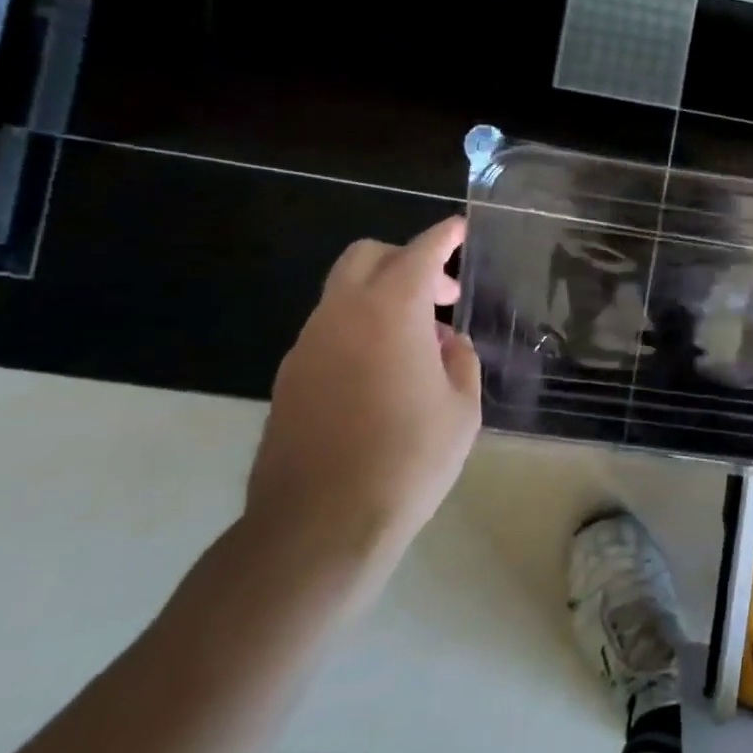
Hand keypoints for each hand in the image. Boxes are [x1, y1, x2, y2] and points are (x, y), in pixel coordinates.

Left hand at [246, 217, 481, 564]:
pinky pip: (330, 332)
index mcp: (390, 313)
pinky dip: (360, 330)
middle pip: (366, 258)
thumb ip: (460, 361)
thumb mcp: (462, 408)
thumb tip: (446, 342)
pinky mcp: (290, 378)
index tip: (459, 228)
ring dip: (382, 299)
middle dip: (406, 261)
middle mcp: (341, 316)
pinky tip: (383, 375)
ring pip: (344, 295)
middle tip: (442, 296)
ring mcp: (307, 346)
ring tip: (418, 346)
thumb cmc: (409, 460)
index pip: (418, 254)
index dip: (442, 237)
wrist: (322, 523)